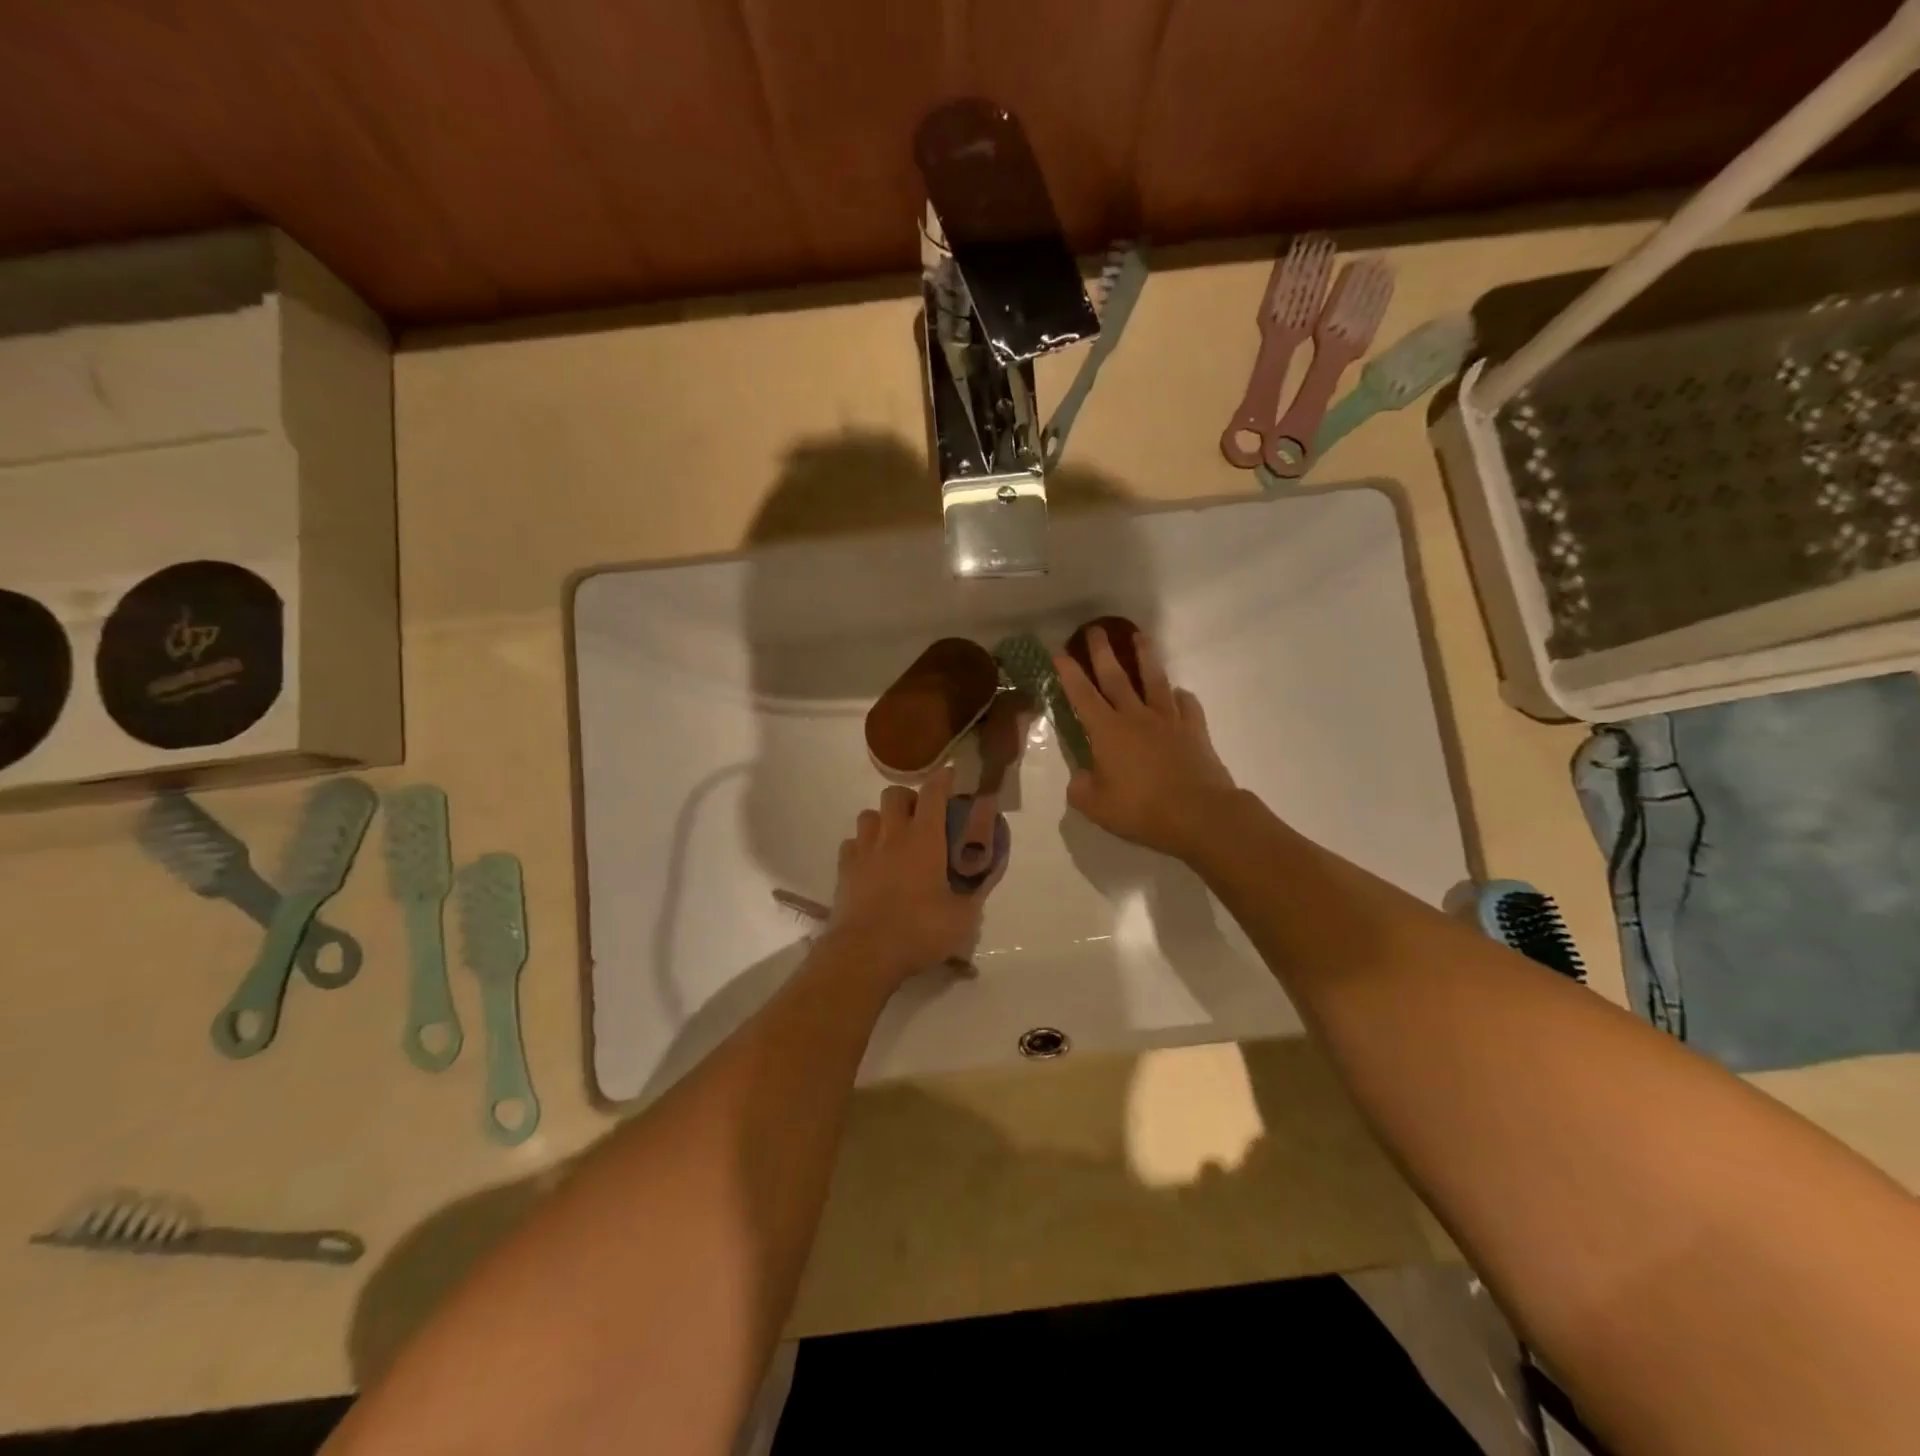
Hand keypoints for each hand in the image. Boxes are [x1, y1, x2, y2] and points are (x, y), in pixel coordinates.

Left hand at [830, 766, 991, 982]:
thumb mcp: (963, 918)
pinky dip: (862, 846)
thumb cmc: (919, 931)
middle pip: (894, 794)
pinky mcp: (844, 869)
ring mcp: (863, 850)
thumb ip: (975, 895)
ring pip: (868, 815)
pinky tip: (871, 863)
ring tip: (893, 840)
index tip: (951, 776)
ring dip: (883, 820)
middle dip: (908, 798)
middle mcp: (892, 834)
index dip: (943, 779)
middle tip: (921, 818)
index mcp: (924, 838)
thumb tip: (981, 883)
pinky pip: (852, 843)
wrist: (865, 953)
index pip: (933, 792)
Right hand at [1054, 627, 1237, 859]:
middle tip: (1094, 628)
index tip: (1059, 651)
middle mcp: (1136, 716)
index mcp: (1107, 731)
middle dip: (1102, 651)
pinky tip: (1178, 693)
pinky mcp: (1194, 730)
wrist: (1199, 814)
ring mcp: (1168, 720)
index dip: (1069, 673)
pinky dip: (1180, 696)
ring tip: (1139, 636)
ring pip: (1154, 680)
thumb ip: (1081, 788)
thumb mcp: (1096, 807)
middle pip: (1116, 676)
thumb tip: (1080, 777)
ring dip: (1145, 656)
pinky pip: (1186, 705)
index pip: (1082, 695)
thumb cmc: (1141, 809)